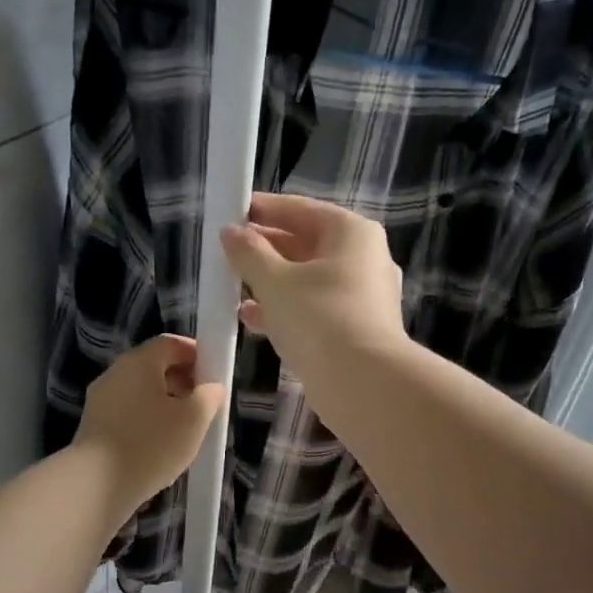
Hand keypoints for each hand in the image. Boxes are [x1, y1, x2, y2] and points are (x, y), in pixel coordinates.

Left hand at [74, 335, 225, 517]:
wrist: (96, 484)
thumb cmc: (151, 444)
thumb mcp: (194, 419)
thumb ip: (209, 396)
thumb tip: (212, 386)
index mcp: (139, 362)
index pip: (170, 343)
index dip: (195, 353)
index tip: (214, 374)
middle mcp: (115, 373)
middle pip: (153, 366)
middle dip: (181, 379)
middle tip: (203, 402)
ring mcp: (100, 400)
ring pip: (140, 391)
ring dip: (164, 402)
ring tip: (185, 427)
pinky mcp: (94, 425)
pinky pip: (127, 412)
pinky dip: (147, 419)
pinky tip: (159, 443)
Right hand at [221, 193, 408, 386]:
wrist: (362, 382)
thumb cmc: (319, 318)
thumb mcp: (274, 282)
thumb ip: (249, 254)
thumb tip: (230, 232)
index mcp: (351, 233)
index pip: (301, 209)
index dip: (264, 210)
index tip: (232, 213)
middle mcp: (364, 259)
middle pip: (307, 244)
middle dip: (266, 249)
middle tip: (229, 253)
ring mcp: (363, 297)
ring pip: (309, 280)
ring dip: (271, 283)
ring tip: (234, 287)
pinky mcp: (356, 330)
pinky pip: (315, 309)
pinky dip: (286, 309)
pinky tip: (251, 318)